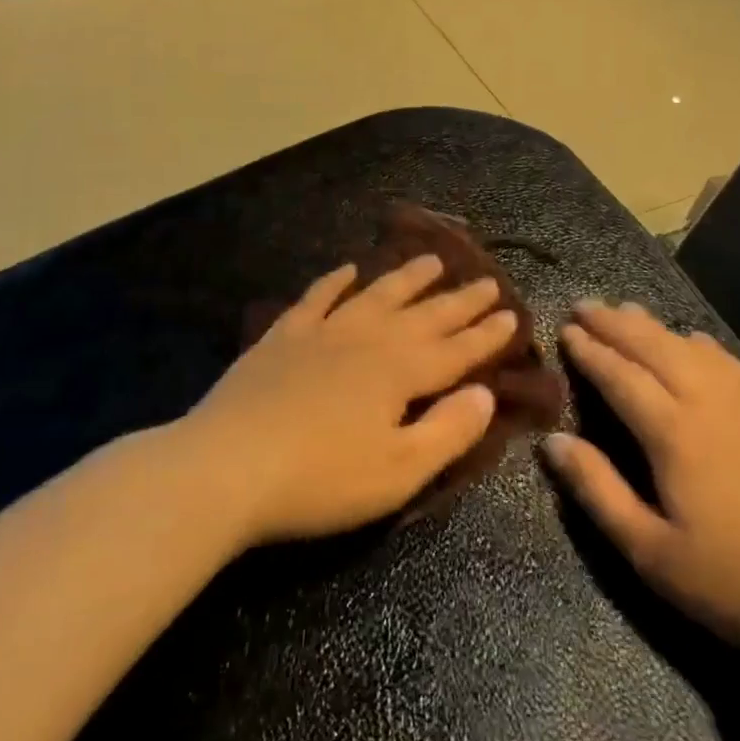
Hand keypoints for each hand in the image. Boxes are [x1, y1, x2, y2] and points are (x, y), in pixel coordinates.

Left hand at [187, 255, 516, 546]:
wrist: (227, 465)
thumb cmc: (321, 480)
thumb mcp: (398, 472)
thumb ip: (448, 431)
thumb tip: (486, 394)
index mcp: (400, 373)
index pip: (456, 350)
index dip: (487, 335)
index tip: (512, 313)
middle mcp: (369, 340)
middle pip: (424, 315)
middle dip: (460, 300)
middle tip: (487, 280)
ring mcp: (323, 332)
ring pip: (376, 295)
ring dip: (407, 278)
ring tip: (432, 260)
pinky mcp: (283, 336)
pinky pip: (316, 298)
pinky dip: (335, 282)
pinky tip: (348, 270)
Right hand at [544, 302, 739, 663]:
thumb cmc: (735, 582)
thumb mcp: (651, 552)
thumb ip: (598, 490)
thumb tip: (552, 440)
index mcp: (673, 433)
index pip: (620, 376)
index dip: (590, 350)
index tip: (565, 329)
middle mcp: (707, 402)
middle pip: (653, 347)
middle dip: (614, 323)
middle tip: (584, 304)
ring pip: (690, 347)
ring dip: (653, 325)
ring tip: (626, 310)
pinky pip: (728, 361)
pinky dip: (700, 343)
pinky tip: (693, 340)